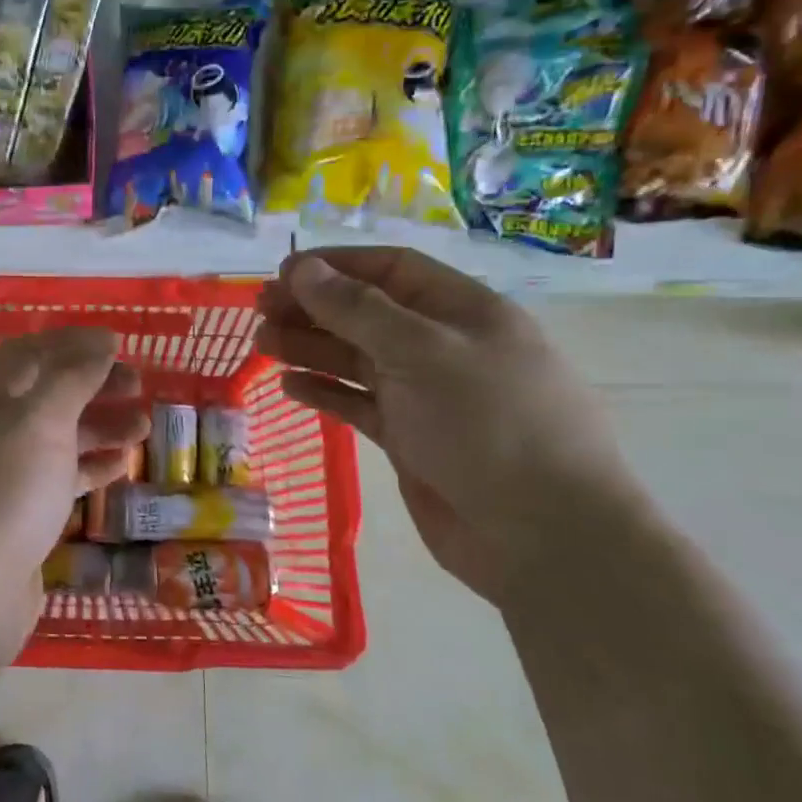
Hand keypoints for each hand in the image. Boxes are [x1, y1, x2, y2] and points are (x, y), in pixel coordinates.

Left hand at [0, 328, 147, 668]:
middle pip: (45, 393)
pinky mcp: (15, 513)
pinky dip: (88, 468)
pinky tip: (120, 467)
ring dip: (99, 427)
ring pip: (55, 437)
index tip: (120, 343)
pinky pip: (56, 478)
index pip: (31, 352)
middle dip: (92, 385)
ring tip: (144, 428)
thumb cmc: (3, 491)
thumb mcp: (41, 421)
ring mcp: (0, 473)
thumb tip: (100, 342)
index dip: (74, 343)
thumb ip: (72, 377)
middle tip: (139, 385)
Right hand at [255, 249, 637, 606]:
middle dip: (313, 307)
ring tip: (262, 344)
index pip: (391, 270)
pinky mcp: (409, 438)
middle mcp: (442, 347)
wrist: (542, 535)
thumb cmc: (489, 425)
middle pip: (367, 313)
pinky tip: (289, 387)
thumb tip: (302, 268)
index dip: (335, 266)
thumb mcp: (422, 353)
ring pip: (356, 359)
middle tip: (259, 311)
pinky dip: (325, 392)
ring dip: (310, 348)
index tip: (281, 273)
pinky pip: (358, 403)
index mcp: (462, 312)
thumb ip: (357, 310)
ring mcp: (425, 395)